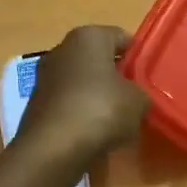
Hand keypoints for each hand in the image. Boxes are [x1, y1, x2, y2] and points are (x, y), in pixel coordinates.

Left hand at [15, 25, 148, 170]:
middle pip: (99, 59)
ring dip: (98, 95)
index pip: (122, 37)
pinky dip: (82, 112)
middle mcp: (62, 49)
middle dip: (116, 75)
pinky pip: (69, 102)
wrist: (53, 149)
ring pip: (82, 81)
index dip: (138, 56)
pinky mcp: (37, 103)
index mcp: (88, 37)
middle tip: (136, 96)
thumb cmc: (101, 110)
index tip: (149, 76)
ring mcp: (45, 76)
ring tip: (118, 118)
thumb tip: (135, 97)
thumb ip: (141, 92)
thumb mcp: (139, 101)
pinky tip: (95, 131)